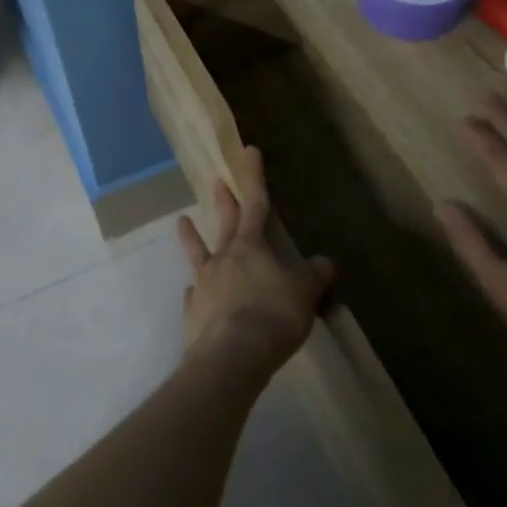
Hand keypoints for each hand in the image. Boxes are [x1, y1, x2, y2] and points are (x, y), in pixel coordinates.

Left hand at [176, 146, 334, 378]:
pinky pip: (193, 295)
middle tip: (217, 181)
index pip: (256, 204)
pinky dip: (195, 291)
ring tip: (182, 221)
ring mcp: (203, 284)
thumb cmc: (272, 317)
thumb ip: (314, 276)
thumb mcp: (304, 294)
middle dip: (224, 201)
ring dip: (190, 236)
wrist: (230, 356)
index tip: (248, 151)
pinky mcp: (193, 311)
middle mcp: (223, 258)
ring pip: (198, 253)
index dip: (254, 177)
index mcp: (250, 247)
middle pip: (225, 223)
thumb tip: (325, 261)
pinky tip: (192, 292)